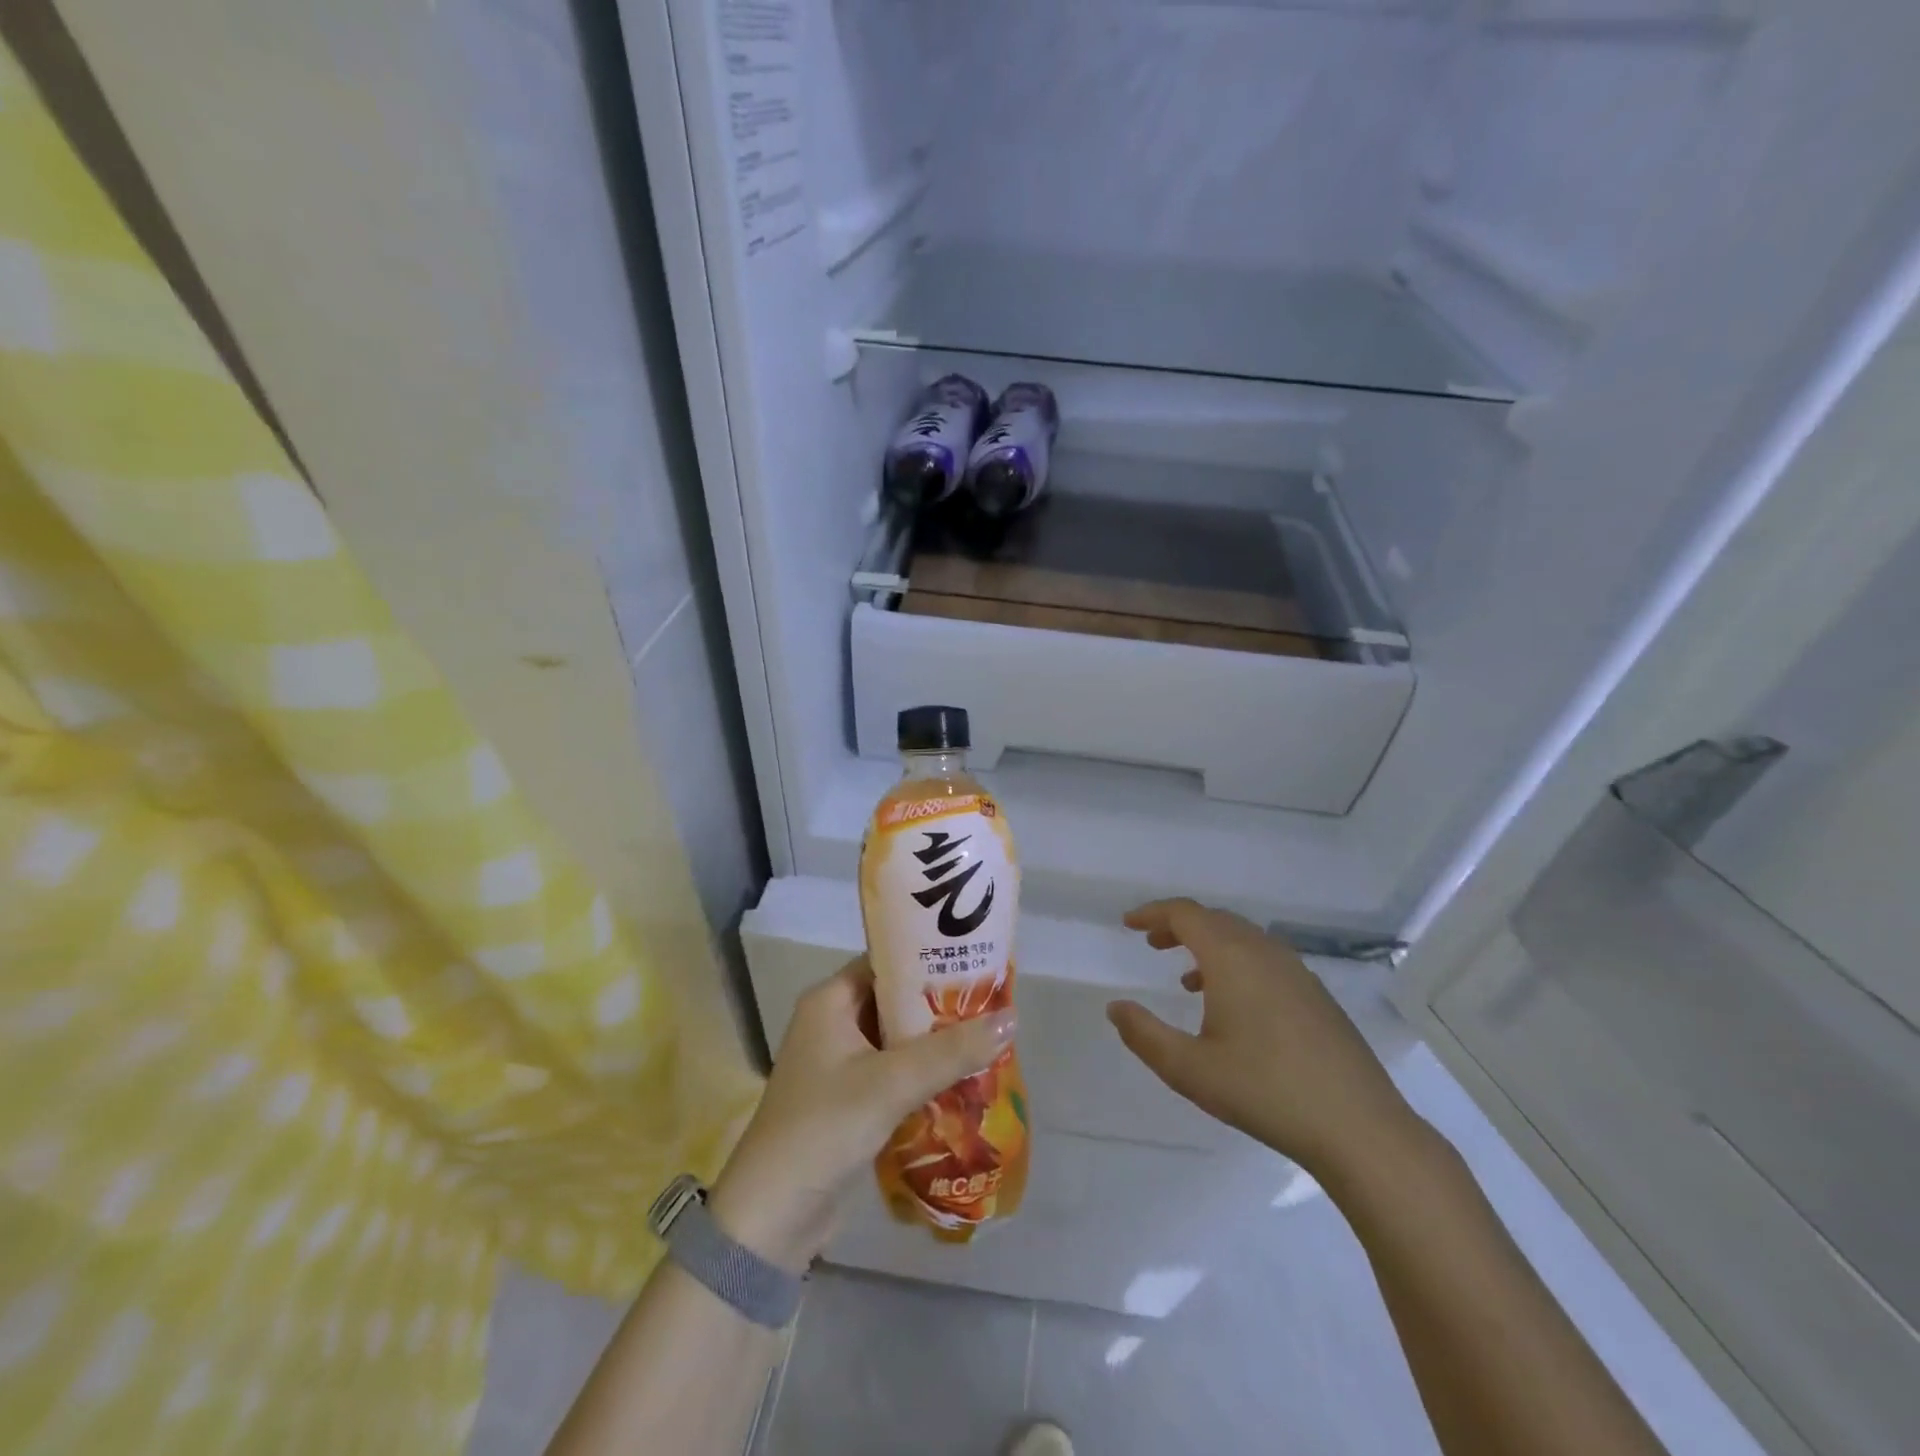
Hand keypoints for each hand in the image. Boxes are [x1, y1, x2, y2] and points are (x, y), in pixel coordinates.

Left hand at [709, 958, 1015, 1271]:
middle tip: (993, 1001)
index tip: (976, 960)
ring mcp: (839, 1062)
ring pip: (898, 1039)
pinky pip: (894, 1071)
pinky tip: (964, 1078)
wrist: (771, 1217)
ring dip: (937, 1042)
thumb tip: (1011, 1018)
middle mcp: (833, 1022)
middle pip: (896, 1000)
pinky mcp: (849, 1098)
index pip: (887, 961)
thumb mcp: (891, 1083)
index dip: (930, 957)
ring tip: (989, 1035)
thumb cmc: (824, 1128)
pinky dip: (924, 1073)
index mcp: (830, 1001)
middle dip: (941, 1004)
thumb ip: (951, 1051)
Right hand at [1105, 898, 1420, 1180]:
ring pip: (1243, 939)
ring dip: (1209, 945)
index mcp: (1232, 958)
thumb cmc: (1265, 1091)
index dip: (1154, 913)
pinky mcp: (1317, 996)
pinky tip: (1233, 1006)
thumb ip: (1145, 1035)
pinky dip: (1237, 963)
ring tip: (1187, 978)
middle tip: (1152, 943)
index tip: (1129, 923)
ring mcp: (1297, 972)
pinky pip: (1265, 959)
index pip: (1186, 914)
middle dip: (1179, 926)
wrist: (1358, 1127)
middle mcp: (1265, 952)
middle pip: (1215, 920)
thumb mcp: (1190, 1069)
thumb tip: (1115, 1007)